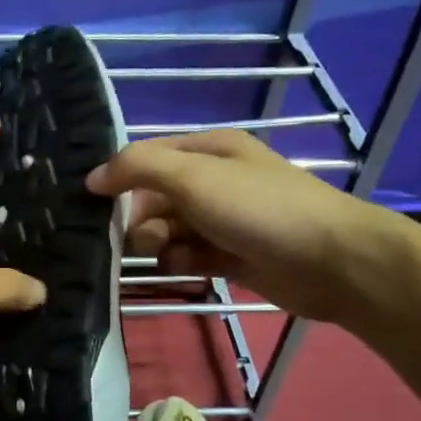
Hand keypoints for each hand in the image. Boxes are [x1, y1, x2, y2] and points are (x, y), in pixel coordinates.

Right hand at [85, 129, 399, 321]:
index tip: (94, 205)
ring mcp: (222, 220)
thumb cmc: (258, 209)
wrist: (328, 260)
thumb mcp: (193, 177)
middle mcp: (213, 181)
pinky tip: (190, 269)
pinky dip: (182, 263)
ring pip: (168, 230)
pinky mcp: (229, 255)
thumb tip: (92, 177)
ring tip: (173, 255)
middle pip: (153, 198)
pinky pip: (188, 256)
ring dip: (160, 244)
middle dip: (141, 220)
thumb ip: (139, 169)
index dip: (119, 178)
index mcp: (208, 151)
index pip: (147, 157)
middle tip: (146, 238)